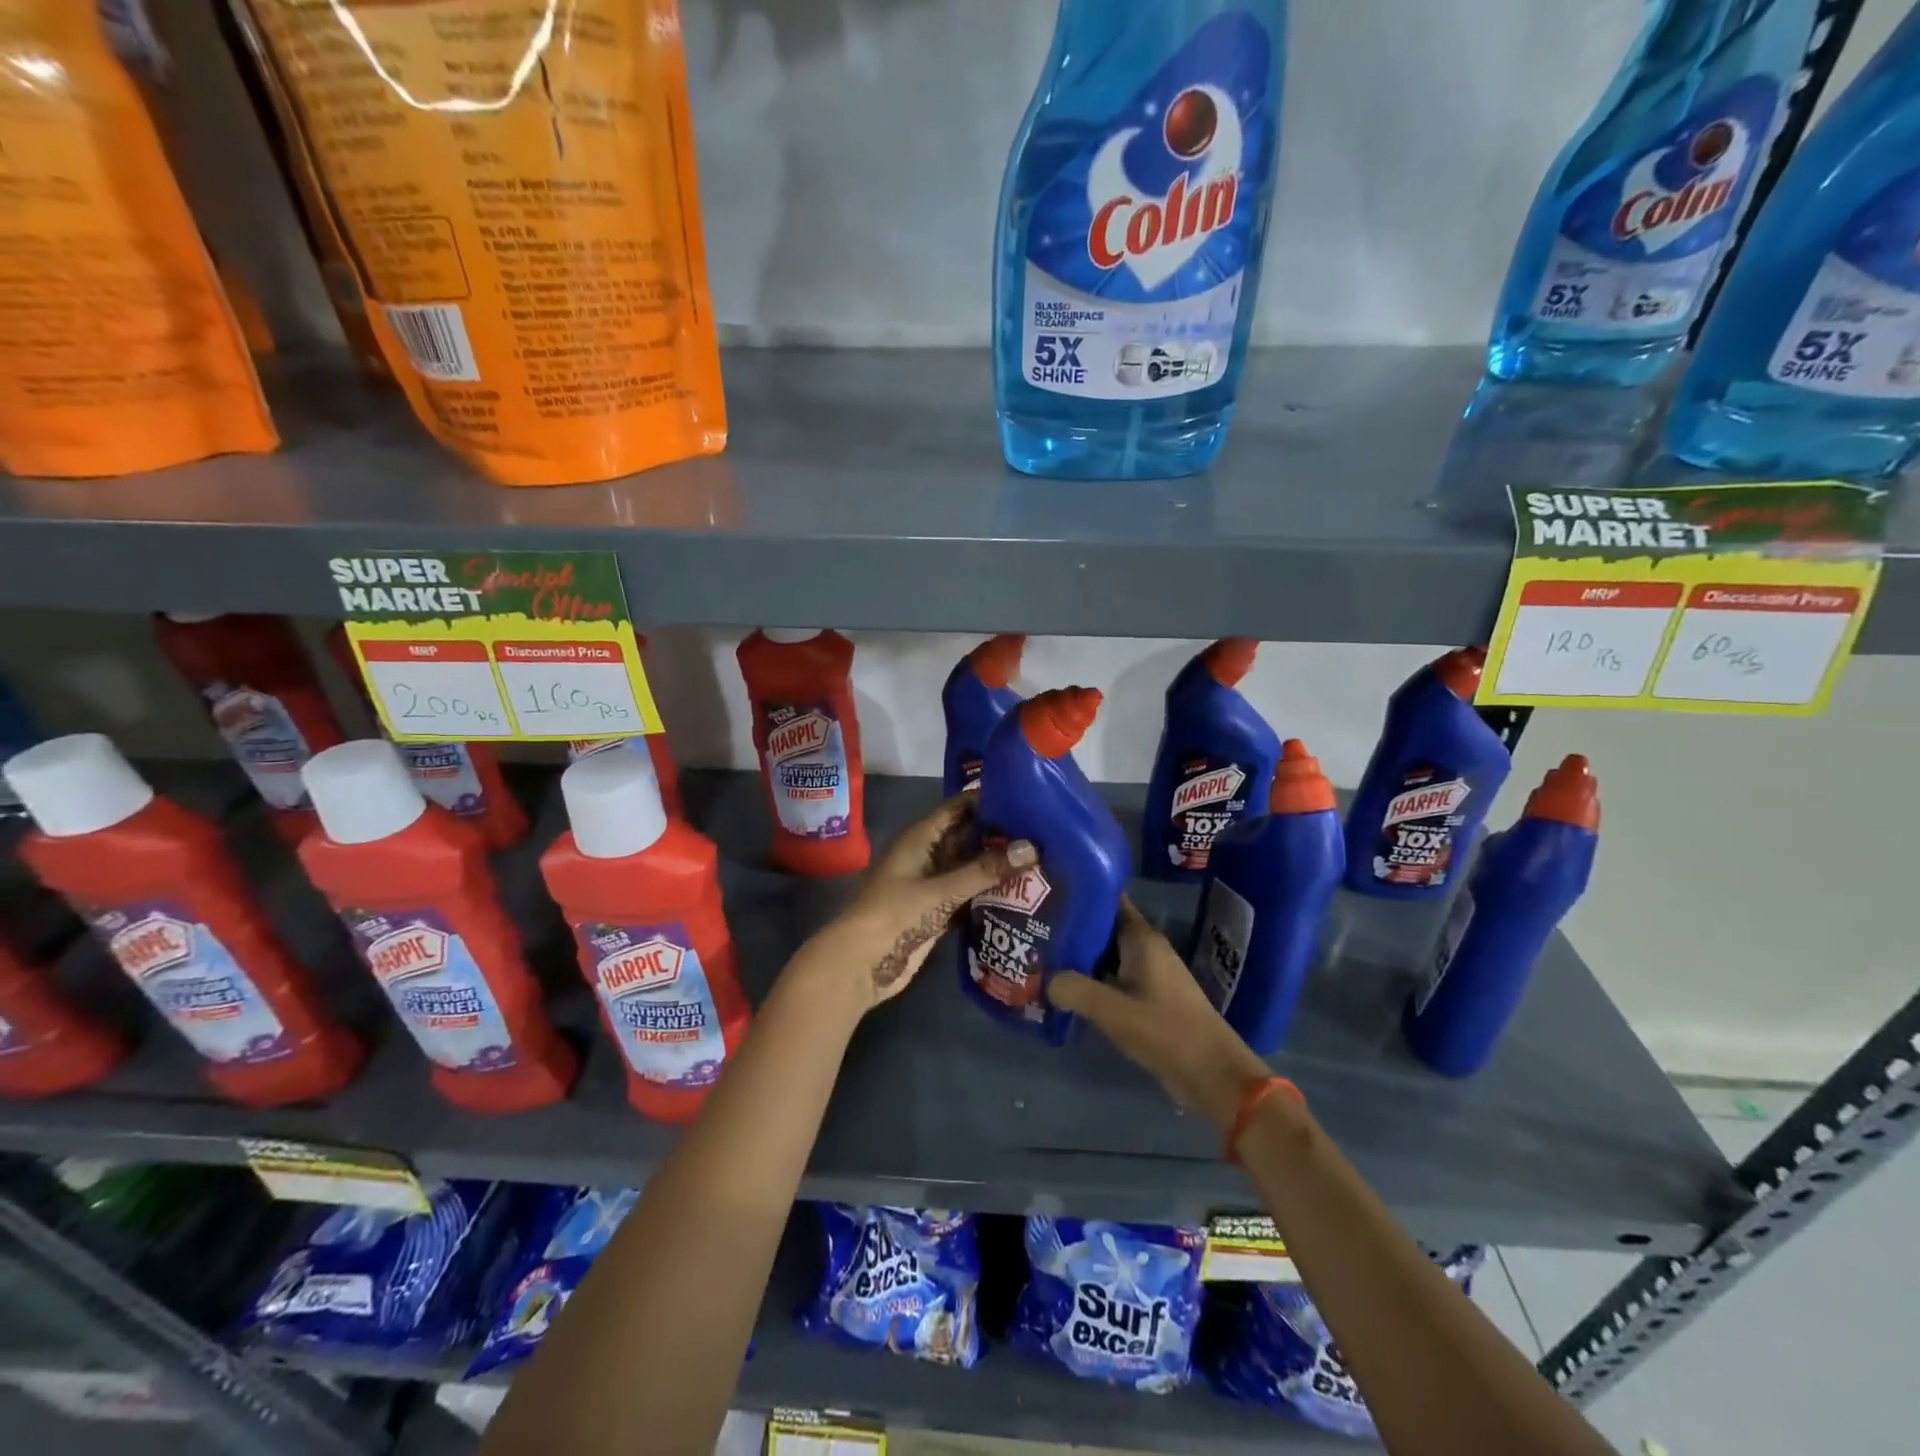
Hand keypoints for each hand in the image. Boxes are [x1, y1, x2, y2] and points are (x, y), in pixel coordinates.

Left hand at [788, 795, 1033, 1016]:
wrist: (860, 965)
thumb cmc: (894, 915)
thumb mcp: (941, 891)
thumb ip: (985, 871)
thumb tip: (1032, 849)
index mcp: (921, 838)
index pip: (958, 808)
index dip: (988, 800)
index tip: (1027, 796)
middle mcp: (928, 856)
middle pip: (968, 837)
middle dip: (1000, 834)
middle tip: (1044, 830)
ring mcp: (933, 885)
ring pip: (970, 868)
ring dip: (997, 866)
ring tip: (1042, 857)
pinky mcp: (939, 912)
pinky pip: (969, 894)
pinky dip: (990, 893)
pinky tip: (1023, 893)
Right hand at [1047, 899, 1270, 1133]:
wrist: (1213, 1074)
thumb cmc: (1166, 1031)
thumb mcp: (1113, 1011)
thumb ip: (1074, 990)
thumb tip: (1045, 979)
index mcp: (1142, 939)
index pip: (1108, 899)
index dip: (1080, 892)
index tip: (1048, 892)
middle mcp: (1146, 948)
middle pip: (1104, 926)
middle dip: (1072, 926)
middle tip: (1034, 927)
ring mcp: (1149, 974)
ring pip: (1107, 954)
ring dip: (1079, 956)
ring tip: (1041, 956)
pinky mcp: (1149, 998)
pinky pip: (1113, 977)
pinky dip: (1092, 979)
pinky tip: (1066, 989)